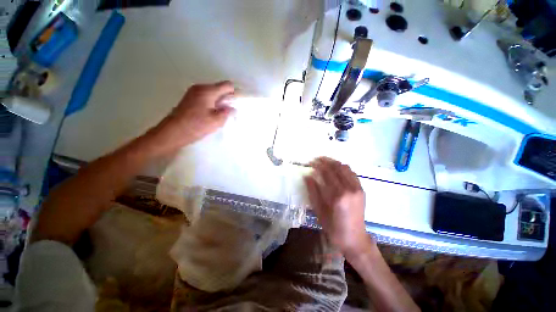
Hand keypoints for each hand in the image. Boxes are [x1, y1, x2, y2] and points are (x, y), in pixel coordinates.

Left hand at [148, 81, 235, 152]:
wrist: (173, 132)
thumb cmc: (196, 125)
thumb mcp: (216, 121)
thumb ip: (227, 112)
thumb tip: (232, 108)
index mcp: (208, 91)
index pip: (227, 85)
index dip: (234, 93)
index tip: (234, 105)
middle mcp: (200, 88)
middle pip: (219, 89)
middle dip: (226, 99)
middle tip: (226, 113)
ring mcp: (193, 92)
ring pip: (212, 94)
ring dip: (218, 103)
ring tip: (217, 116)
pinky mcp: (189, 99)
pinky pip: (205, 97)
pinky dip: (211, 104)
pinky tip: (209, 115)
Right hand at [304, 157, 370, 253]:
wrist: (355, 238)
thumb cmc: (333, 227)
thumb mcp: (319, 211)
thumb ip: (313, 192)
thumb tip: (307, 176)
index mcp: (337, 196)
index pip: (326, 173)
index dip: (318, 165)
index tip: (311, 162)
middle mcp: (349, 189)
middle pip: (337, 167)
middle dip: (326, 161)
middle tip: (317, 159)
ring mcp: (357, 188)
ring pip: (345, 168)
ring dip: (334, 162)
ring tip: (325, 162)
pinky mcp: (361, 190)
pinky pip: (352, 173)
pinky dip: (343, 168)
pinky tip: (336, 169)